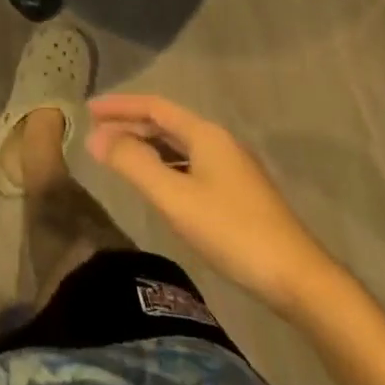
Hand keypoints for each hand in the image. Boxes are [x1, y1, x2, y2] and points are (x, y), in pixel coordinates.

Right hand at [88, 94, 341, 318]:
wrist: (296, 278)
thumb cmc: (231, 231)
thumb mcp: (174, 196)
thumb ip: (133, 164)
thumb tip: (95, 137)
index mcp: (205, 134)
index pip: (154, 107)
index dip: (119, 106)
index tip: (88, 109)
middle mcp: (218, 142)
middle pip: (166, 123)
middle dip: (129, 125)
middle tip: (94, 134)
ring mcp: (230, 168)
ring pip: (177, 145)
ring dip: (145, 145)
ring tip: (115, 155)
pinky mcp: (235, 192)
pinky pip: (188, 164)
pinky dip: (162, 165)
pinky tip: (152, 182)